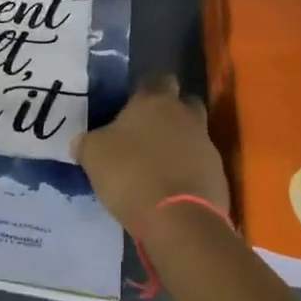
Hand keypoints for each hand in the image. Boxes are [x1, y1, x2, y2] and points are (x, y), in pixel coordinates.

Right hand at [75, 76, 230, 240]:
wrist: (177, 220)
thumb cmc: (130, 174)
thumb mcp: (93, 155)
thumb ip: (88, 142)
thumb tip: (82, 141)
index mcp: (156, 102)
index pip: (157, 80)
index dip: (144, 90)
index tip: (130, 106)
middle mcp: (186, 116)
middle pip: (183, 104)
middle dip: (169, 114)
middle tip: (146, 133)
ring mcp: (206, 146)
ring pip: (193, 136)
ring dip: (178, 146)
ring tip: (155, 167)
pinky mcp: (218, 176)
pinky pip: (199, 166)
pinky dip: (187, 173)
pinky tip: (170, 190)